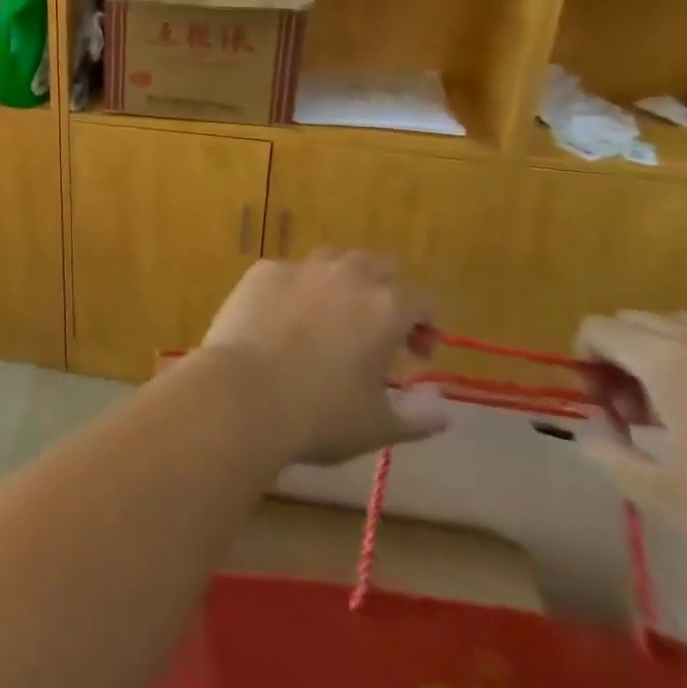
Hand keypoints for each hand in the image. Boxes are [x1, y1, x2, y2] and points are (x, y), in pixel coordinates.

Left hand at [201, 252, 447, 467]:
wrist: (244, 393)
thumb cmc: (321, 414)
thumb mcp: (380, 426)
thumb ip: (420, 415)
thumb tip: (442, 406)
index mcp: (385, 306)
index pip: (418, 299)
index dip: (423, 324)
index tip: (416, 354)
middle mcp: (346, 275)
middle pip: (377, 267)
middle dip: (385, 292)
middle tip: (378, 330)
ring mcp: (300, 268)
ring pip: (332, 262)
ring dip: (341, 283)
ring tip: (332, 318)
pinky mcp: (262, 271)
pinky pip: (289, 274)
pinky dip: (296, 291)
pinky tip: (284, 320)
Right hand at [576, 313, 686, 617]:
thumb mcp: (667, 501)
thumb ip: (607, 453)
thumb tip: (590, 426)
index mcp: (667, 360)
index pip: (597, 328)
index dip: (587, 362)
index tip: (607, 408)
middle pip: (642, 323)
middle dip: (629, 359)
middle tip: (649, 417)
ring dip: (681, 361)